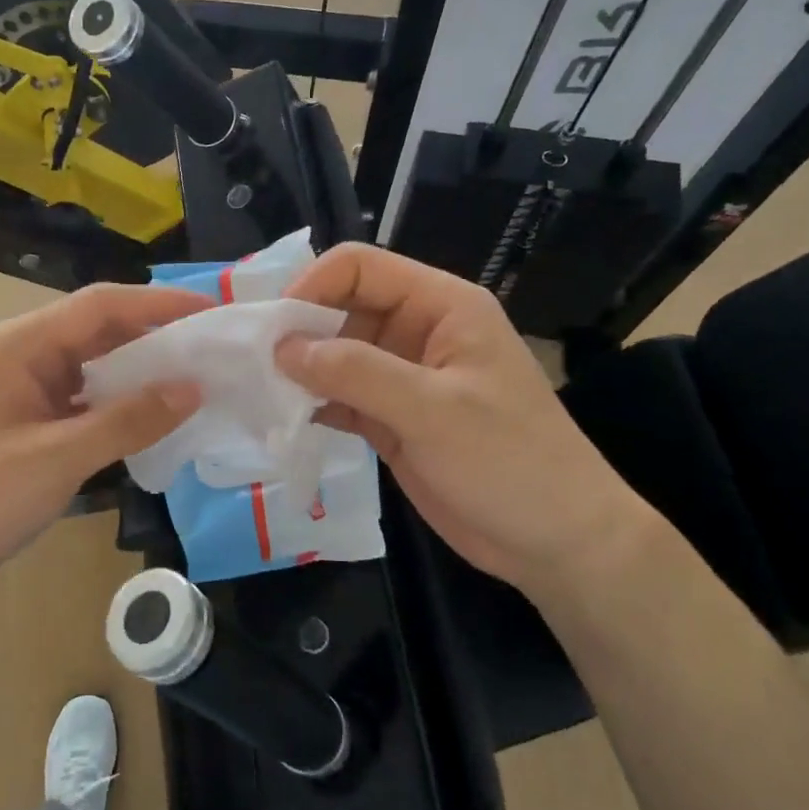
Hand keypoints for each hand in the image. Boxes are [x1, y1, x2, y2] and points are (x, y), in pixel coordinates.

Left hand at [0, 283, 206, 602]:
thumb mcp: (60, 458)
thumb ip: (128, 420)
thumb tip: (193, 389)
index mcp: (17, 344)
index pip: (99, 306)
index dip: (158, 304)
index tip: (210, 311)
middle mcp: (19, 352)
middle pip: (96, 328)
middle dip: (153, 334)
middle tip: (211, 347)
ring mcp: (21, 384)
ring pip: (91, 361)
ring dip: (137, 368)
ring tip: (193, 374)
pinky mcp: (26, 415)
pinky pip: (81, 393)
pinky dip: (117, 399)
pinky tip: (151, 411)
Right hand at [277, 243, 658, 596]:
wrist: (556, 542)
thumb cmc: (510, 462)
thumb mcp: (432, 410)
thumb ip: (355, 372)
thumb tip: (282, 347)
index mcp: (441, 306)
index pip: (361, 267)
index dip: (312, 286)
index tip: (273, 329)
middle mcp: (416, 331)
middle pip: (340, 306)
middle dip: (297, 329)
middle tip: (251, 363)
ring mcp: (401, 377)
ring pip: (334, 353)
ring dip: (298, 369)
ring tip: (256, 390)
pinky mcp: (390, 418)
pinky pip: (338, 396)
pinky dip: (310, 403)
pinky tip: (280, 419)